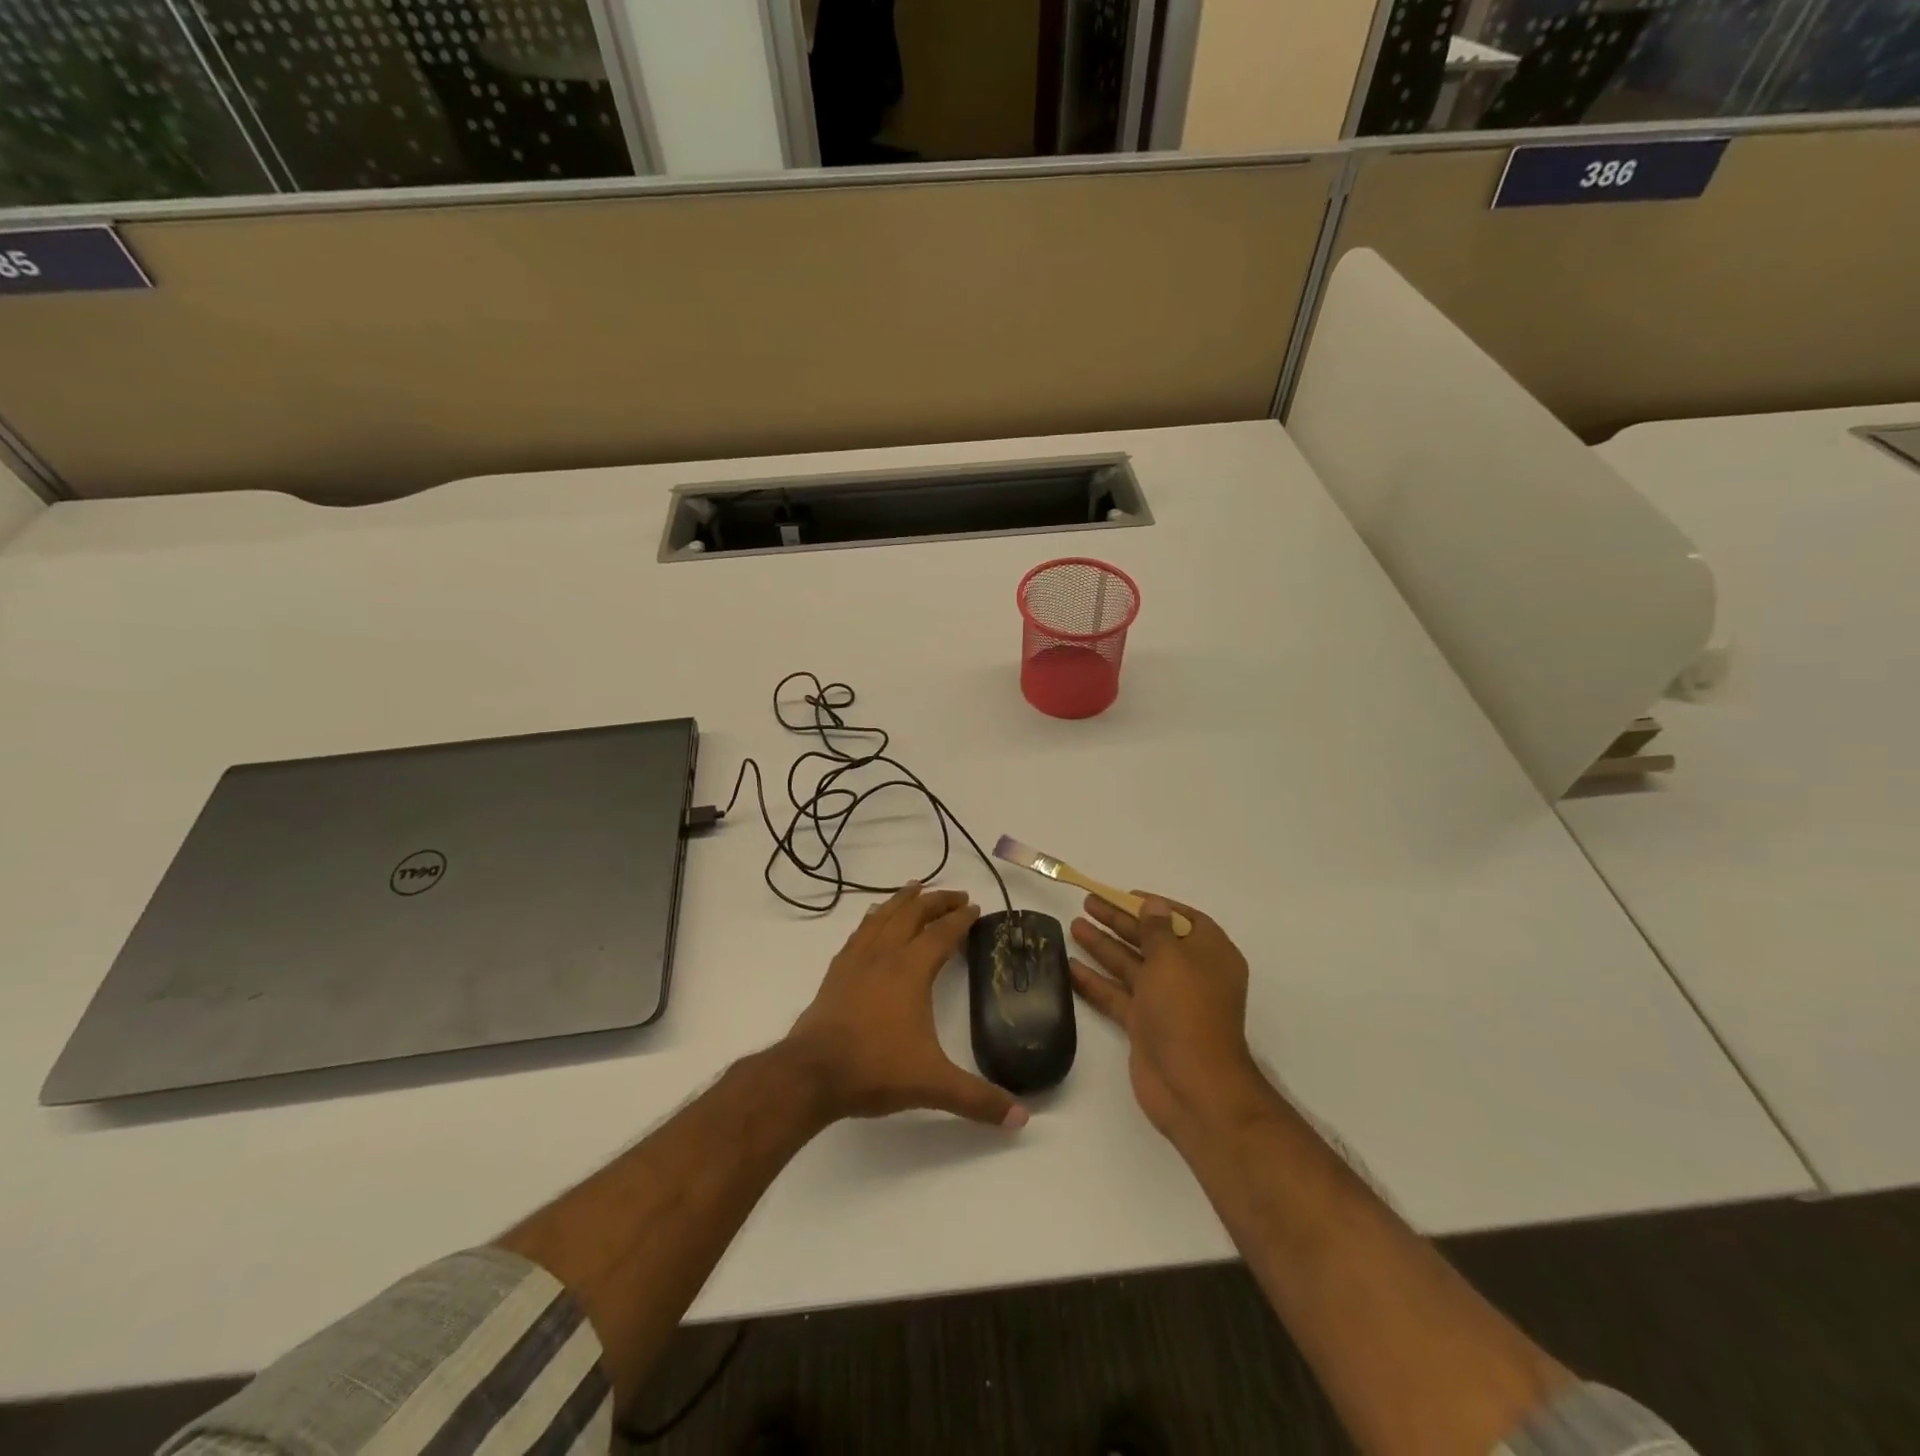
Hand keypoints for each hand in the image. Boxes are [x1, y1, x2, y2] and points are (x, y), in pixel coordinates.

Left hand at [785, 884, 1028, 1128]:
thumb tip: (1022, 1119)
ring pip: (883, 917)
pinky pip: (859, 933)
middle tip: (955, 894)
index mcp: (911, 970)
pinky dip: (872, 919)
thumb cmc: (875, 1069)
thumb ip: (977, 1099)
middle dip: (936, 901)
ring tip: (914, 888)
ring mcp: (856, 961)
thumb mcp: (933, 1084)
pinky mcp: (836, 973)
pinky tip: (873, 920)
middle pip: (913, 914)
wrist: (812, 1073)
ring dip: (902, 900)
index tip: (974, 907)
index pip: (942, 934)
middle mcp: (885, 956)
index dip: (960, 919)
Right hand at [1070, 894, 1265, 1139]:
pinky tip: (1069, 966)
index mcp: (1209, 955)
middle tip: (1088, 903)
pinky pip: (1118, 995)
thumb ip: (1156, 930)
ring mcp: (1166, 1002)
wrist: (1192, 1085)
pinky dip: (1096, 981)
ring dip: (1103, 946)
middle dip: (1120, 922)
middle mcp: (1189, 975)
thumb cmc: (1187, 1010)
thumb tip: (1153, 906)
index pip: (1183, 920)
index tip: (1125, 895)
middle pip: (1151, 940)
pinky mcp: (1144, 1025)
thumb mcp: (1172, 959)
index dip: (1156, 906)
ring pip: (1131, 966)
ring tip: (1073, 926)